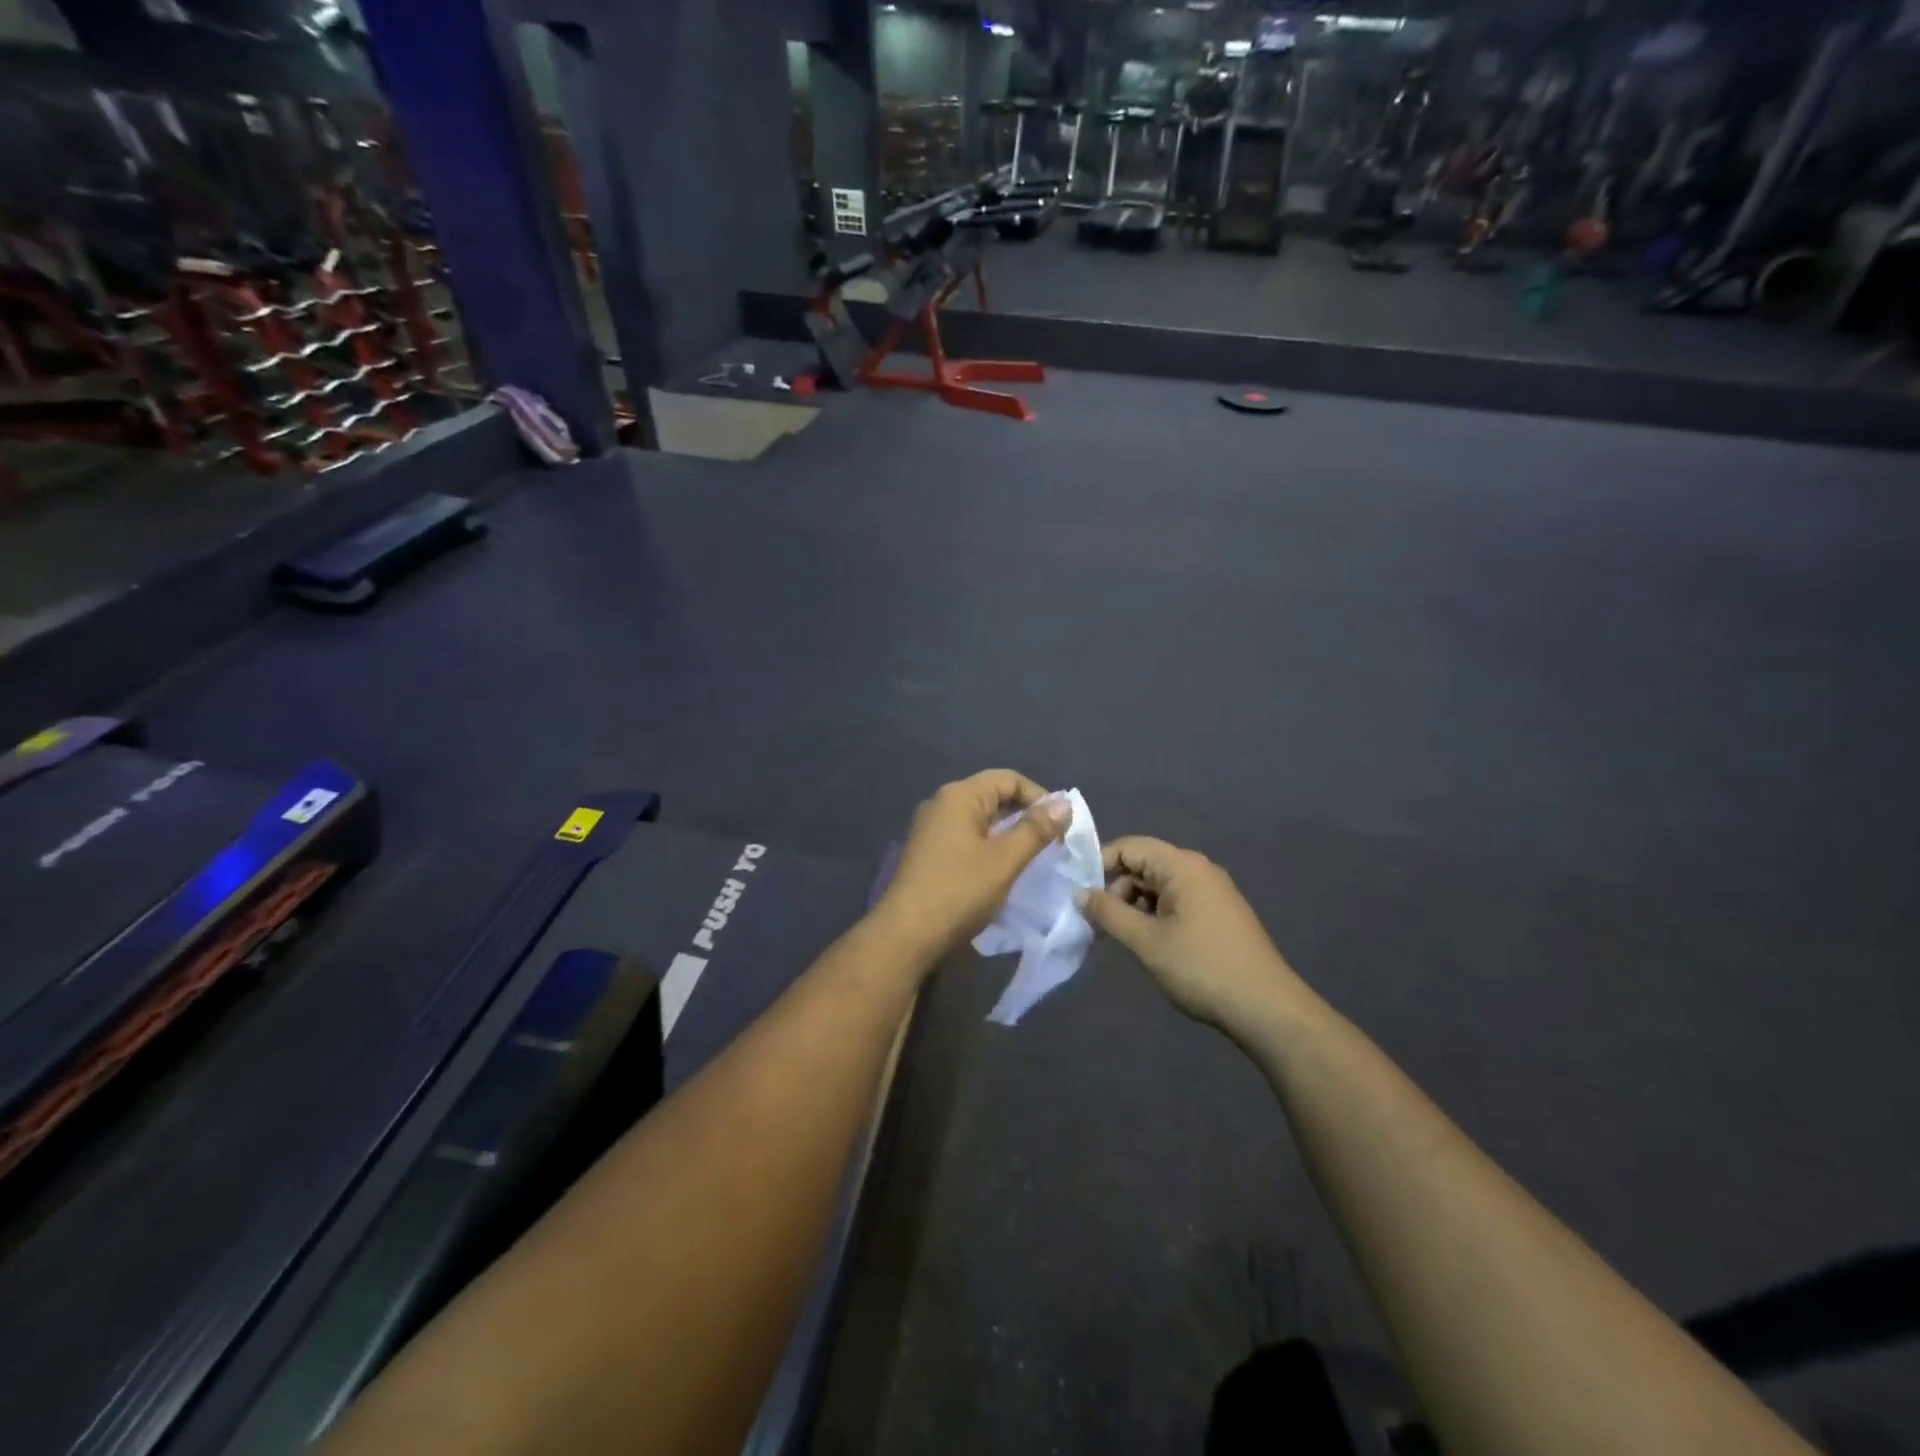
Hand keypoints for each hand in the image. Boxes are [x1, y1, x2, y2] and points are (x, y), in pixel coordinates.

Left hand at [873, 770, 1071, 962]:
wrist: (907, 935)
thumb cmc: (959, 891)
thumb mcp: (1005, 860)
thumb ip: (1036, 830)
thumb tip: (1064, 804)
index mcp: (959, 796)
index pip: (1009, 779)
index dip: (1040, 797)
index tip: (1062, 826)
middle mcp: (942, 804)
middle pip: (993, 796)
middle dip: (1025, 816)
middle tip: (1053, 844)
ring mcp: (932, 828)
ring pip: (981, 820)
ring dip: (1008, 834)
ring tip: (1033, 858)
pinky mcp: (929, 852)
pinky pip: (967, 837)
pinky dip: (989, 846)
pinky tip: (1003, 870)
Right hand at [1079, 837, 1305, 1031]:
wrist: (1266, 1008)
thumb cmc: (1201, 967)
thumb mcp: (1146, 941)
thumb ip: (1109, 913)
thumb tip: (1081, 893)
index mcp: (1182, 866)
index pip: (1129, 847)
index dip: (1099, 865)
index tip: (1079, 896)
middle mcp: (1198, 869)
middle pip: (1143, 864)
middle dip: (1116, 890)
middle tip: (1099, 925)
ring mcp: (1212, 891)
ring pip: (1158, 886)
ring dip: (1135, 906)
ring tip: (1121, 939)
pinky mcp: (1219, 913)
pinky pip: (1176, 901)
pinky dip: (1155, 915)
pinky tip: (1149, 944)